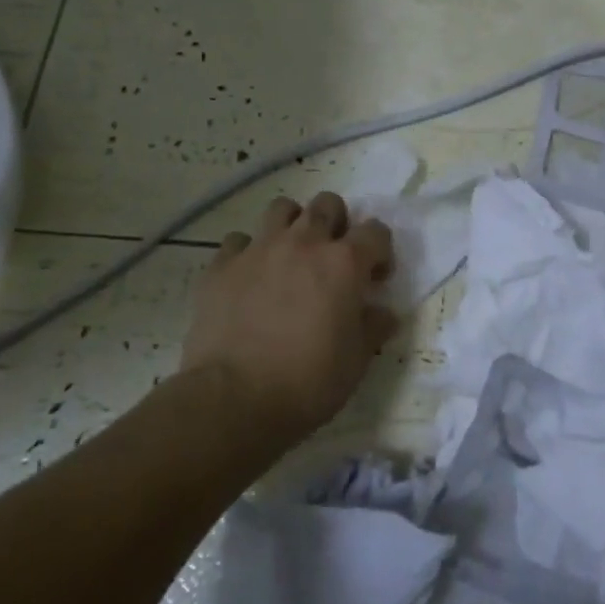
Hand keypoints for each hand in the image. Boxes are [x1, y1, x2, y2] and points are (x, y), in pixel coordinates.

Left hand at [181, 193, 397, 436]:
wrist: (234, 399)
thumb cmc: (308, 382)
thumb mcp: (358, 361)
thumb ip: (374, 327)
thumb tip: (383, 312)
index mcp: (344, 263)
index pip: (376, 231)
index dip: (380, 252)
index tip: (375, 279)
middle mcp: (304, 243)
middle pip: (328, 204)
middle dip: (337, 223)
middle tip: (333, 258)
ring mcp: (259, 250)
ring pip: (281, 208)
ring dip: (293, 225)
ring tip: (291, 256)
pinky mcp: (221, 265)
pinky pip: (239, 240)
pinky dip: (249, 252)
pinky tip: (250, 278)